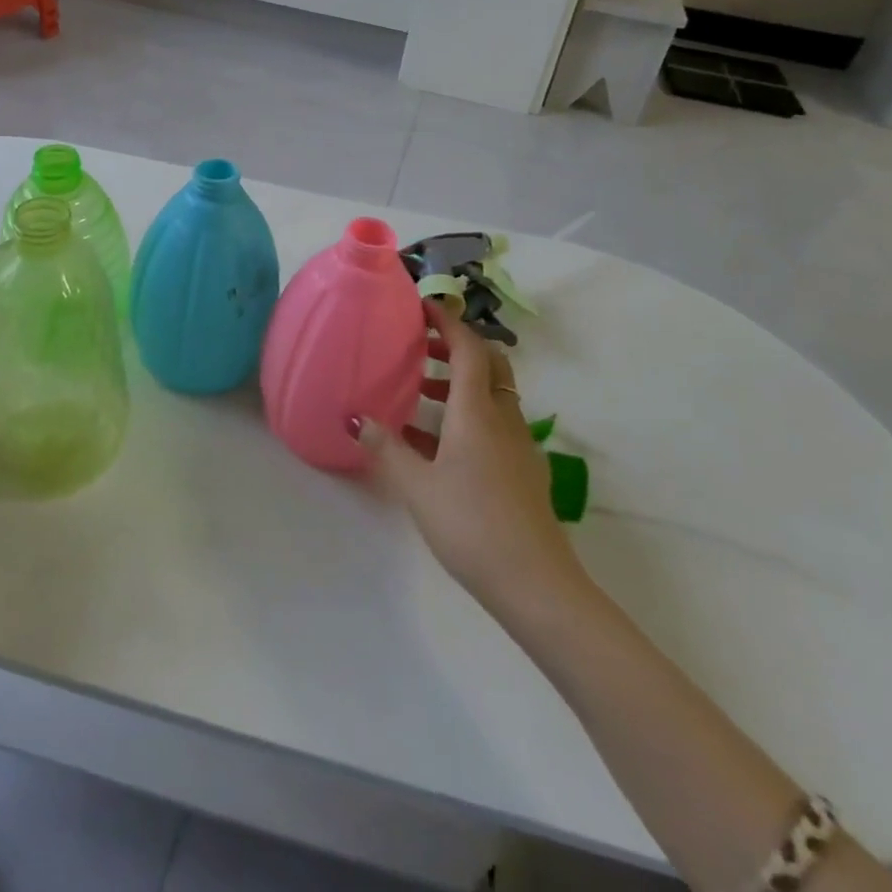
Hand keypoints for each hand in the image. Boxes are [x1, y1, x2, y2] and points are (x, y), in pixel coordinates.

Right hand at [353, 298, 588, 616]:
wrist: (536, 585)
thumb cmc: (471, 524)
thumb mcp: (417, 485)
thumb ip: (385, 448)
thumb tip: (354, 417)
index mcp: (478, 411)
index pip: (468, 348)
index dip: (448, 322)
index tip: (423, 306)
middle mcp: (503, 418)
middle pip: (488, 364)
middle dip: (458, 347)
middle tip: (423, 347)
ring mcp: (519, 445)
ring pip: (493, 395)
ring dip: (461, 382)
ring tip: (422, 393)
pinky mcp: (524, 470)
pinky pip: (496, 423)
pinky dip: (469, 414)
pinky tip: (438, 443)